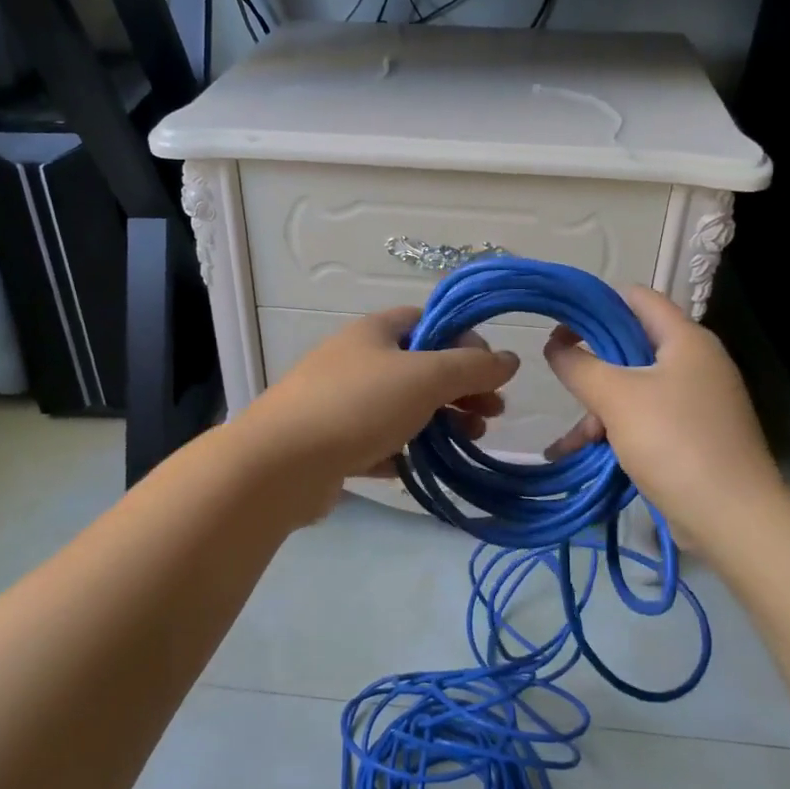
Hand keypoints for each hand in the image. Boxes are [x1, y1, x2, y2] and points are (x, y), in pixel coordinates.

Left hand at [240, 305, 519, 489]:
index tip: (492, 371)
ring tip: (470, 441)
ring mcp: (340, 403)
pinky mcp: (332, 444)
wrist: (280, 464)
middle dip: (460, 389)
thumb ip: (472, 366)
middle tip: (491, 414)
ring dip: (440, 422)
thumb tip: (508, 359)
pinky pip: (378, 442)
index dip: (464, 341)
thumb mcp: (425, 377)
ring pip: (402, 407)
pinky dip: (403, 451)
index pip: (428, 322)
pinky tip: (422, 467)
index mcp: (374, 332)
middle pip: (420, 368)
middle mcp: (356, 361)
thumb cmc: (358, 405)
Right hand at [543, 286, 789, 557]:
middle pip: (632, 344)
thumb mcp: (616, 397)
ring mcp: (696, 400)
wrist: (731, 518)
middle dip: (593, 364)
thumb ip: (579, 366)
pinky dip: (617, 430)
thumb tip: (555, 346)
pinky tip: (584, 454)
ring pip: (634, 386)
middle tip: (562, 380)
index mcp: (686, 339)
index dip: (596, 303)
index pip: (637, 297)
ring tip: (569, 440)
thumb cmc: (673, 442)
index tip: (560, 325)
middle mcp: (695, 362)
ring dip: (599, 406)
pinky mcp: (693, 434)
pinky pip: (646, 418)